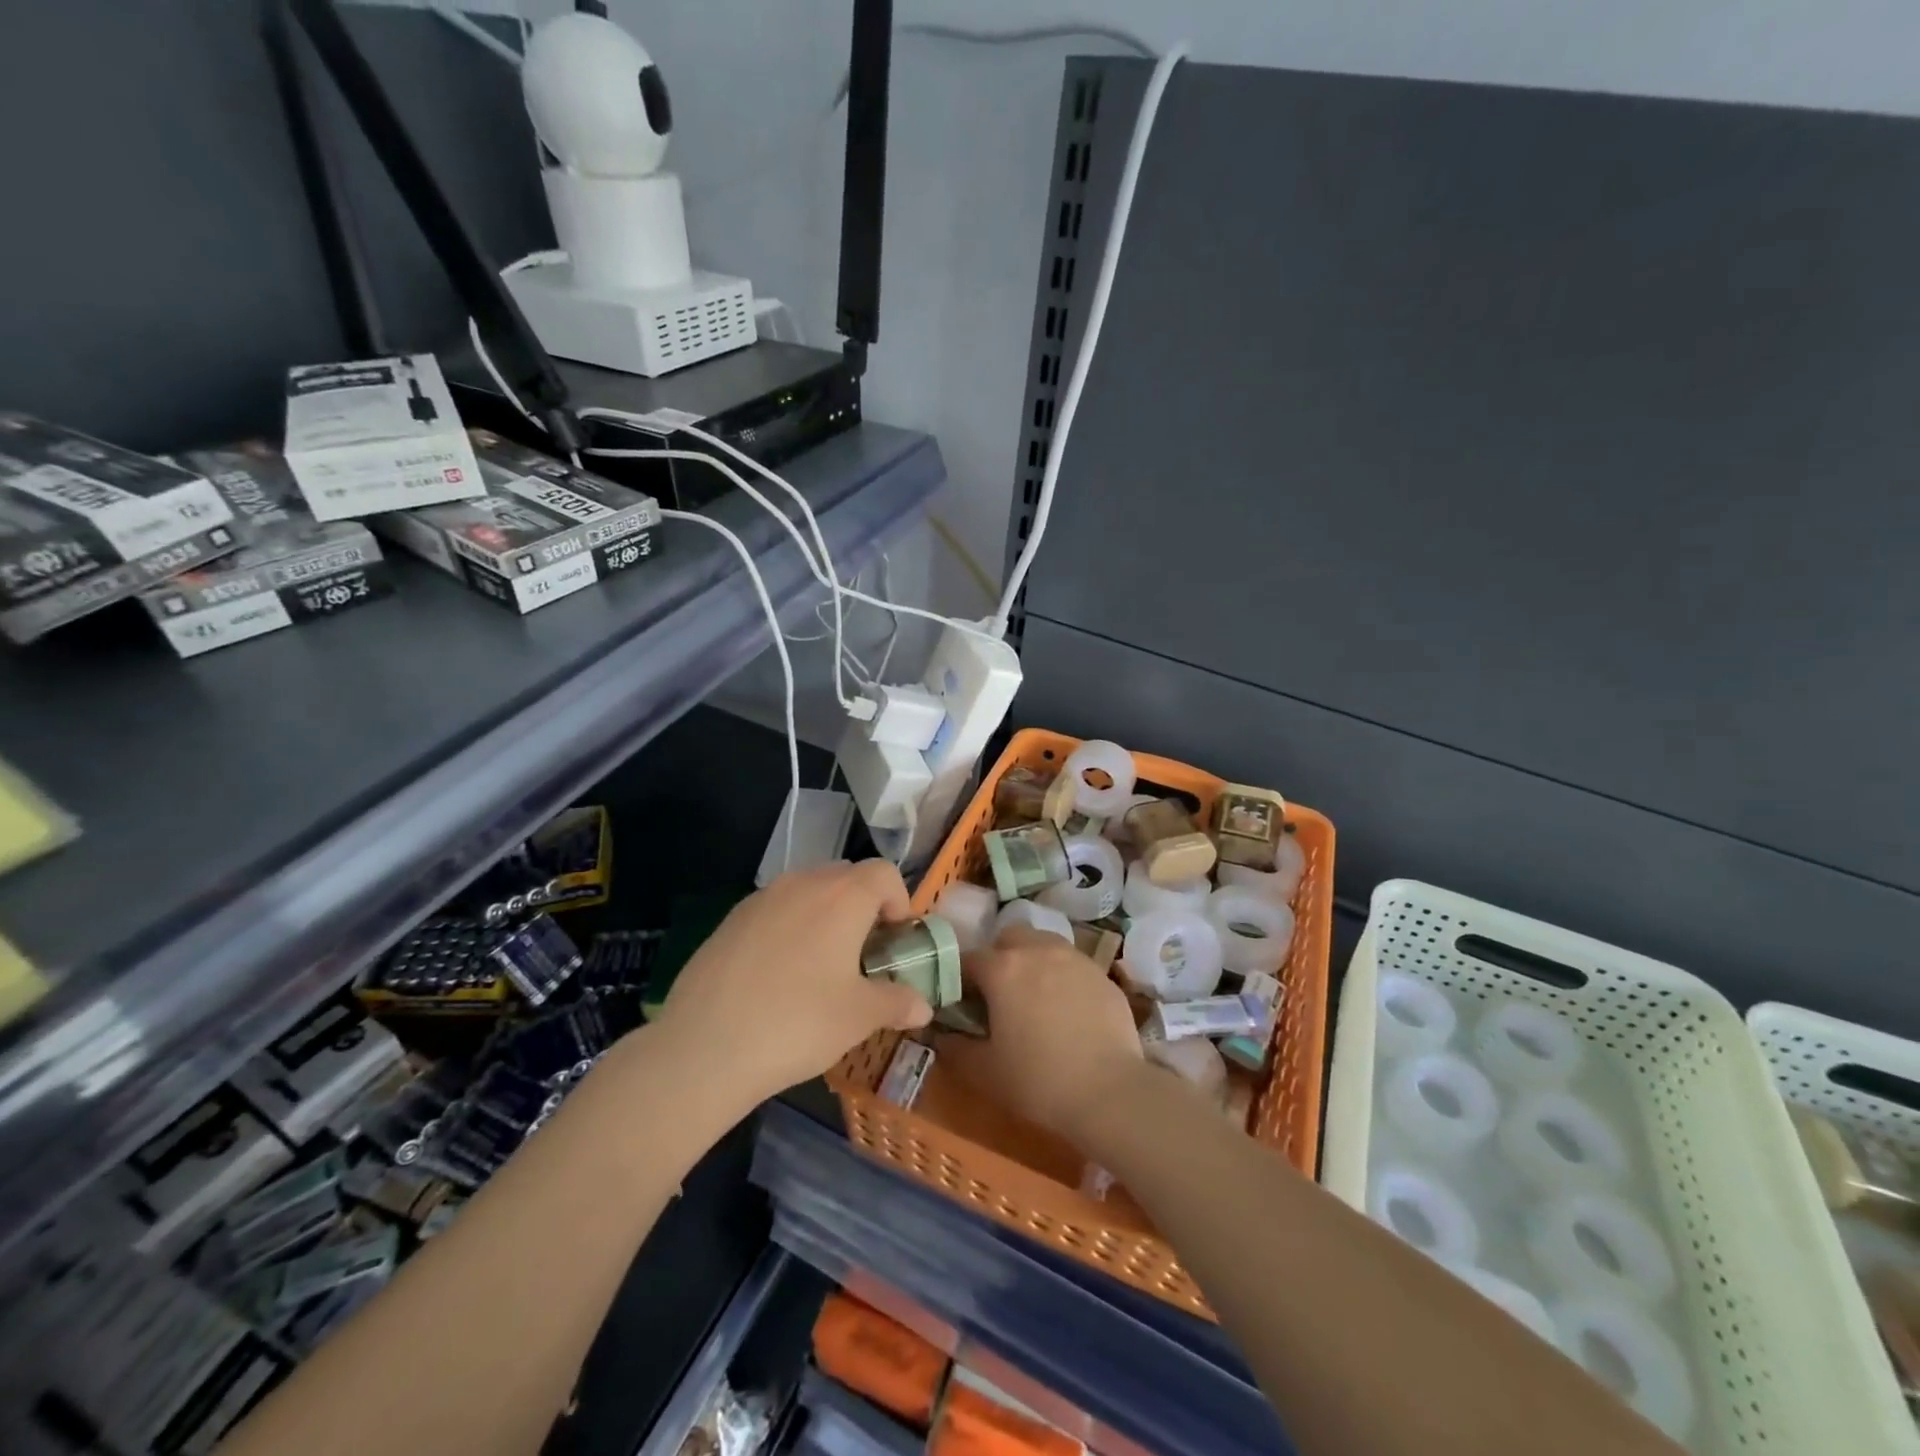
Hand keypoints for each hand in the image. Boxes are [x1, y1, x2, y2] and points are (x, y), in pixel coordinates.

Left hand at [655, 861, 931, 1106]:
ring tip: (821, 964)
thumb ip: (896, 1002)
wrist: (704, 1047)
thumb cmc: (798, 1023)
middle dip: (863, 906)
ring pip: (807, 890)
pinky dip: (789, 927)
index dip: (899, 901)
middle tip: (863, 953)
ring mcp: (761, 898)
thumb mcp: (859, 1017)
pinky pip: (774, 909)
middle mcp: (803, 883)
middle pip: (846, 877)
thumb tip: (923, 1007)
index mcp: (843, 896)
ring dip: (824, 914)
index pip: (884, 873)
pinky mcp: (730, 919)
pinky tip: (778, 974)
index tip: (895, 940)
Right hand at [951, 926, 1144, 1142]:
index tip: (961, 1002)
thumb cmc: (1038, 1080)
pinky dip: (1064, 978)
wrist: (1109, 1092)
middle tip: (1000, 994)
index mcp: (1003, 968)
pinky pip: (1074, 966)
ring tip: (1036, 998)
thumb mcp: (984, 1071)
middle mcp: (1038, 950)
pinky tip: (1069, 1012)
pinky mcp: (1103, 974)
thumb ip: (955, 1048)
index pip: (968, 959)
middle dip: (1000, 957)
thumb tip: (941, 1035)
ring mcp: (1075, 958)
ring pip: (1045, 944)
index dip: (960, 979)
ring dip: (1034, 961)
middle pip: (1010, 937)